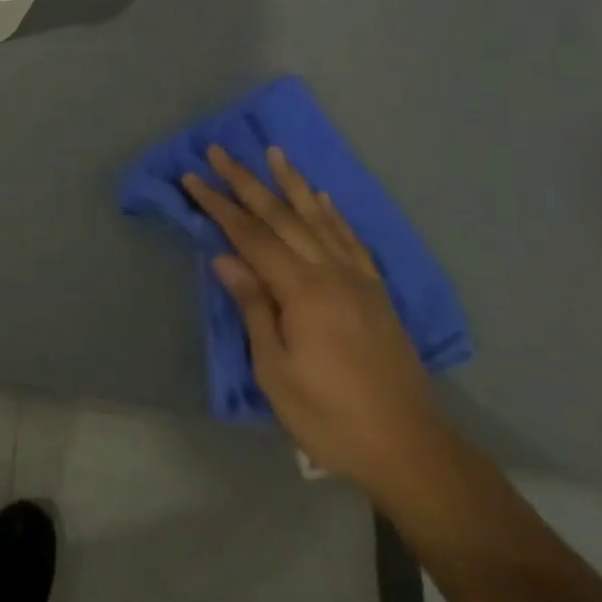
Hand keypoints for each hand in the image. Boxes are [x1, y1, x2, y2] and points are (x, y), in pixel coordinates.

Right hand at [180, 146, 452, 495]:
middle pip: (282, 216)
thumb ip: (253, 306)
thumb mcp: (275, 369)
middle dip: (247, 181)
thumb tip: (224, 257)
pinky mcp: (376, 293)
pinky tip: (323, 198)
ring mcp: (358, 280)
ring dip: (292, 183)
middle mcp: (331, 273)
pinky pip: (351, 240)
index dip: (219, 205)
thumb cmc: (329, 415)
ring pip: (319, 218)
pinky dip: (333, 214)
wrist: (409, 449)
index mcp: (302, 291)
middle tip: (219, 151)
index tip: (192, 178)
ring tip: (274, 153)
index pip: (251, 235)